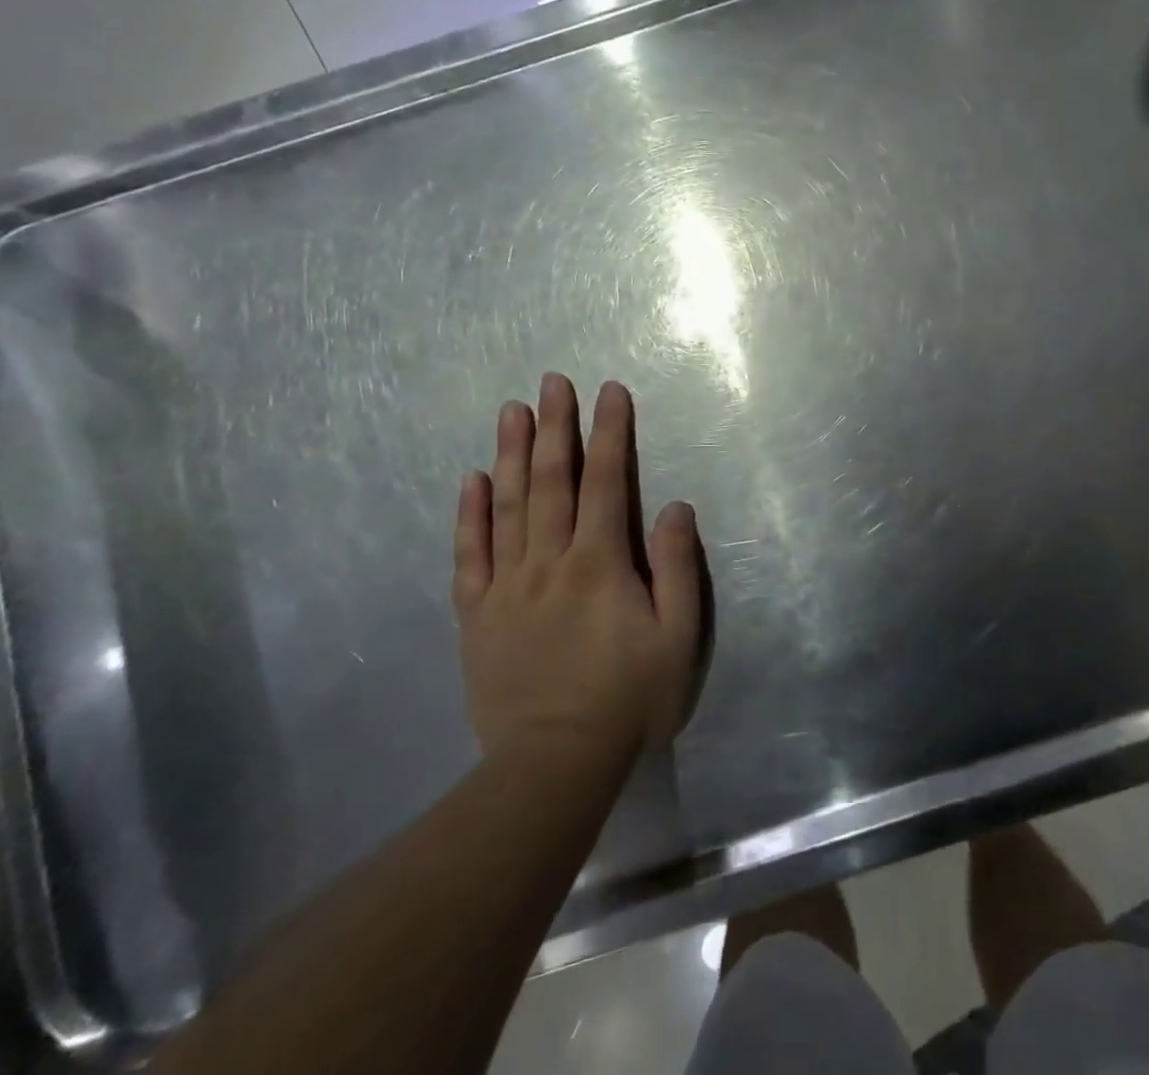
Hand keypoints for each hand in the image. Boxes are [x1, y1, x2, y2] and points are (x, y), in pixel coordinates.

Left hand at [453, 374, 704, 761]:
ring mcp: (507, 586)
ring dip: (512, 454)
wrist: (555, 765)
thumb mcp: (678, 637)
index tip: (609, 391)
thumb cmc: (629, 699)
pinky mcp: (477, 615)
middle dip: (556, 427)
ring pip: (508, 506)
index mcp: (599, 562)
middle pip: (552, 481)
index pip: (605, 481)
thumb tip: (672, 506)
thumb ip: (677, 567)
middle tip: (552, 382)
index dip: (610, 433)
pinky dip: (470, 515)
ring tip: (512, 411)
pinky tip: (472, 480)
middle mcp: (549, 561)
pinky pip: (470, 555)